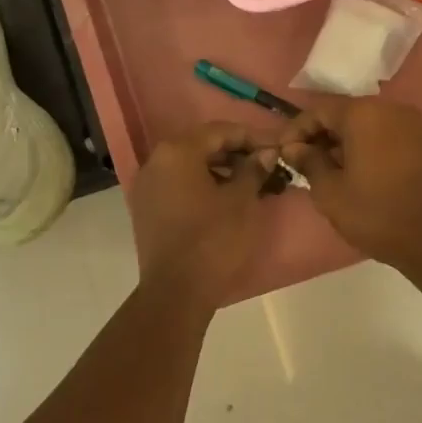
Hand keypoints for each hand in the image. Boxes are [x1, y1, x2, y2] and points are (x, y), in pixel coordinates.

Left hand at [127, 123, 278, 306]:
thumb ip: (253, 169)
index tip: (276, 147)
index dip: (251, 137)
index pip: (219, 131)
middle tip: (264, 163)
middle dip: (234, 152)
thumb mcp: (242, 201)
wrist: (176, 291)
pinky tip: (225, 198)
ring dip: (219, 169)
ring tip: (249, 182)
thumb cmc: (213, 240)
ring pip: (188, 165)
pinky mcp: (146, 208)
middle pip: (201, 145)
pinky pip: (177, 184)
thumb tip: (264, 153)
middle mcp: (156, 161)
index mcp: (177, 152)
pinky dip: (201, 184)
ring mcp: (147, 185)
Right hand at [280, 98, 421, 273]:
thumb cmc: (376, 214)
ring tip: (330, 170)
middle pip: (345, 114)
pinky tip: (360, 172)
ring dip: (345, 142)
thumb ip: (309, 162)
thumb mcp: (330, 192)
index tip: (283, 153)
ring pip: (368, 124)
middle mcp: (391, 109)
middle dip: (321, 135)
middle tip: (304, 162)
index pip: (319, 111)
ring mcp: (414, 124)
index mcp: (363, 114)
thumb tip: (295, 148)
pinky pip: (388, 135)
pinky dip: (369, 146)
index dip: (297, 130)